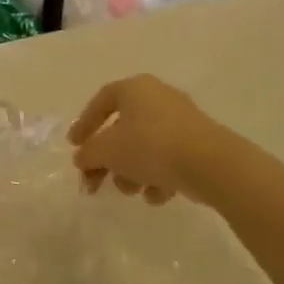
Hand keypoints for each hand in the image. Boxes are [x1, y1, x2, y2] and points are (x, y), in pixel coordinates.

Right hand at [68, 75, 216, 204]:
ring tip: (132, 191)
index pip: (101, 101)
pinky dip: (157, 178)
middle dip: (107, 161)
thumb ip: (87, 154)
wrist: (208, 163)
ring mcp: (181, 121)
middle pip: (122, 131)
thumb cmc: (149, 146)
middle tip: (95, 184)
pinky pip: (167, 160)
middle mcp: (159, 98)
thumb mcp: (104, 151)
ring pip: (143, 148)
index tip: (74, 147)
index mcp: (135, 89)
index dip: (84, 124)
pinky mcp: (197, 144)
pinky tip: (158, 194)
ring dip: (131, 173)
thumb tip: (83, 159)